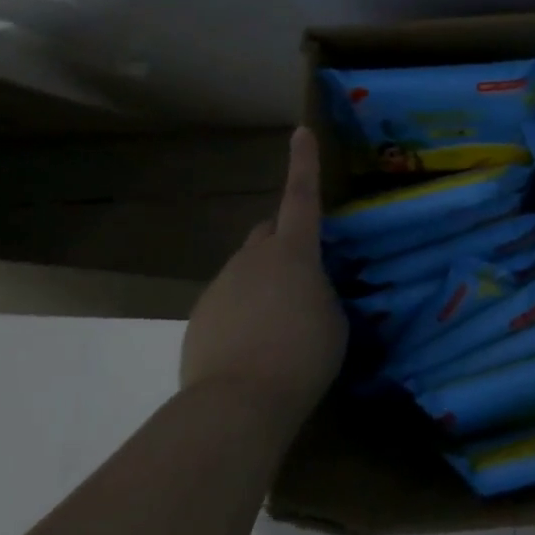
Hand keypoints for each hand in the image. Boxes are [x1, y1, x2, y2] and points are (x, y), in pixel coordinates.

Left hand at [181, 127, 346, 417]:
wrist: (237, 403)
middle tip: (304, 271)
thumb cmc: (303, 354)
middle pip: (268, 232)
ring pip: (248, 269)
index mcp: (293, 253)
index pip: (301, 197)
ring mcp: (220, 287)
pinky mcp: (199, 317)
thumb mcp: (334, 318)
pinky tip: (255, 345)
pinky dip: (244, 311)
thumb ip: (322, 291)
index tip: (300, 131)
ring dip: (265, 282)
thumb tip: (308, 289)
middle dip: (285, 240)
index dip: (304, 164)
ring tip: (281, 324)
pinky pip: (229, 301)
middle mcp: (252, 259)